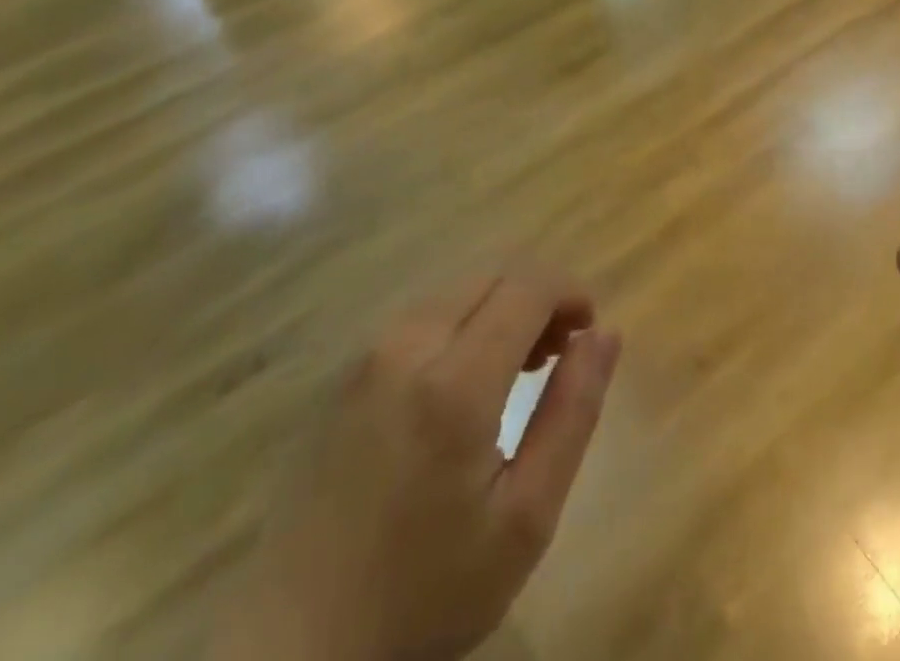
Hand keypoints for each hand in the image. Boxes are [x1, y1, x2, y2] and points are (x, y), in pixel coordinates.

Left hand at [212, 267, 621, 660]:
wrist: (293, 652)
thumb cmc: (425, 591)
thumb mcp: (525, 519)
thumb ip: (573, 414)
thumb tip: (605, 333)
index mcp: (454, 381)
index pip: (528, 286)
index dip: (570, 292)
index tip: (589, 332)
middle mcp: (406, 345)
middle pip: (493, 276)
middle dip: (539, 298)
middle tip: (559, 356)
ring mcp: (367, 356)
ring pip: (458, 291)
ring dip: (501, 309)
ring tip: (521, 371)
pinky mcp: (345, 374)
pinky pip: (422, 317)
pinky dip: (463, 324)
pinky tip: (466, 383)